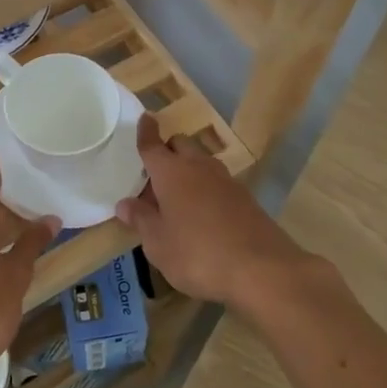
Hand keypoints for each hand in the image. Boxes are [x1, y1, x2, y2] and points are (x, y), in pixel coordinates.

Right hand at [117, 115, 312, 310]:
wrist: (261, 270)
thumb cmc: (197, 254)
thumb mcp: (158, 243)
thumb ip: (141, 219)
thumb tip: (125, 203)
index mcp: (171, 172)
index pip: (153, 145)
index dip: (146, 131)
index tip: (145, 117)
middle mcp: (198, 167)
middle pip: (180, 145)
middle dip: (167, 150)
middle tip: (154, 174)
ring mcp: (226, 181)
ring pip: (201, 162)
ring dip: (187, 169)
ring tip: (176, 197)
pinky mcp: (245, 198)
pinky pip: (217, 182)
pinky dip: (205, 188)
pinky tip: (202, 214)